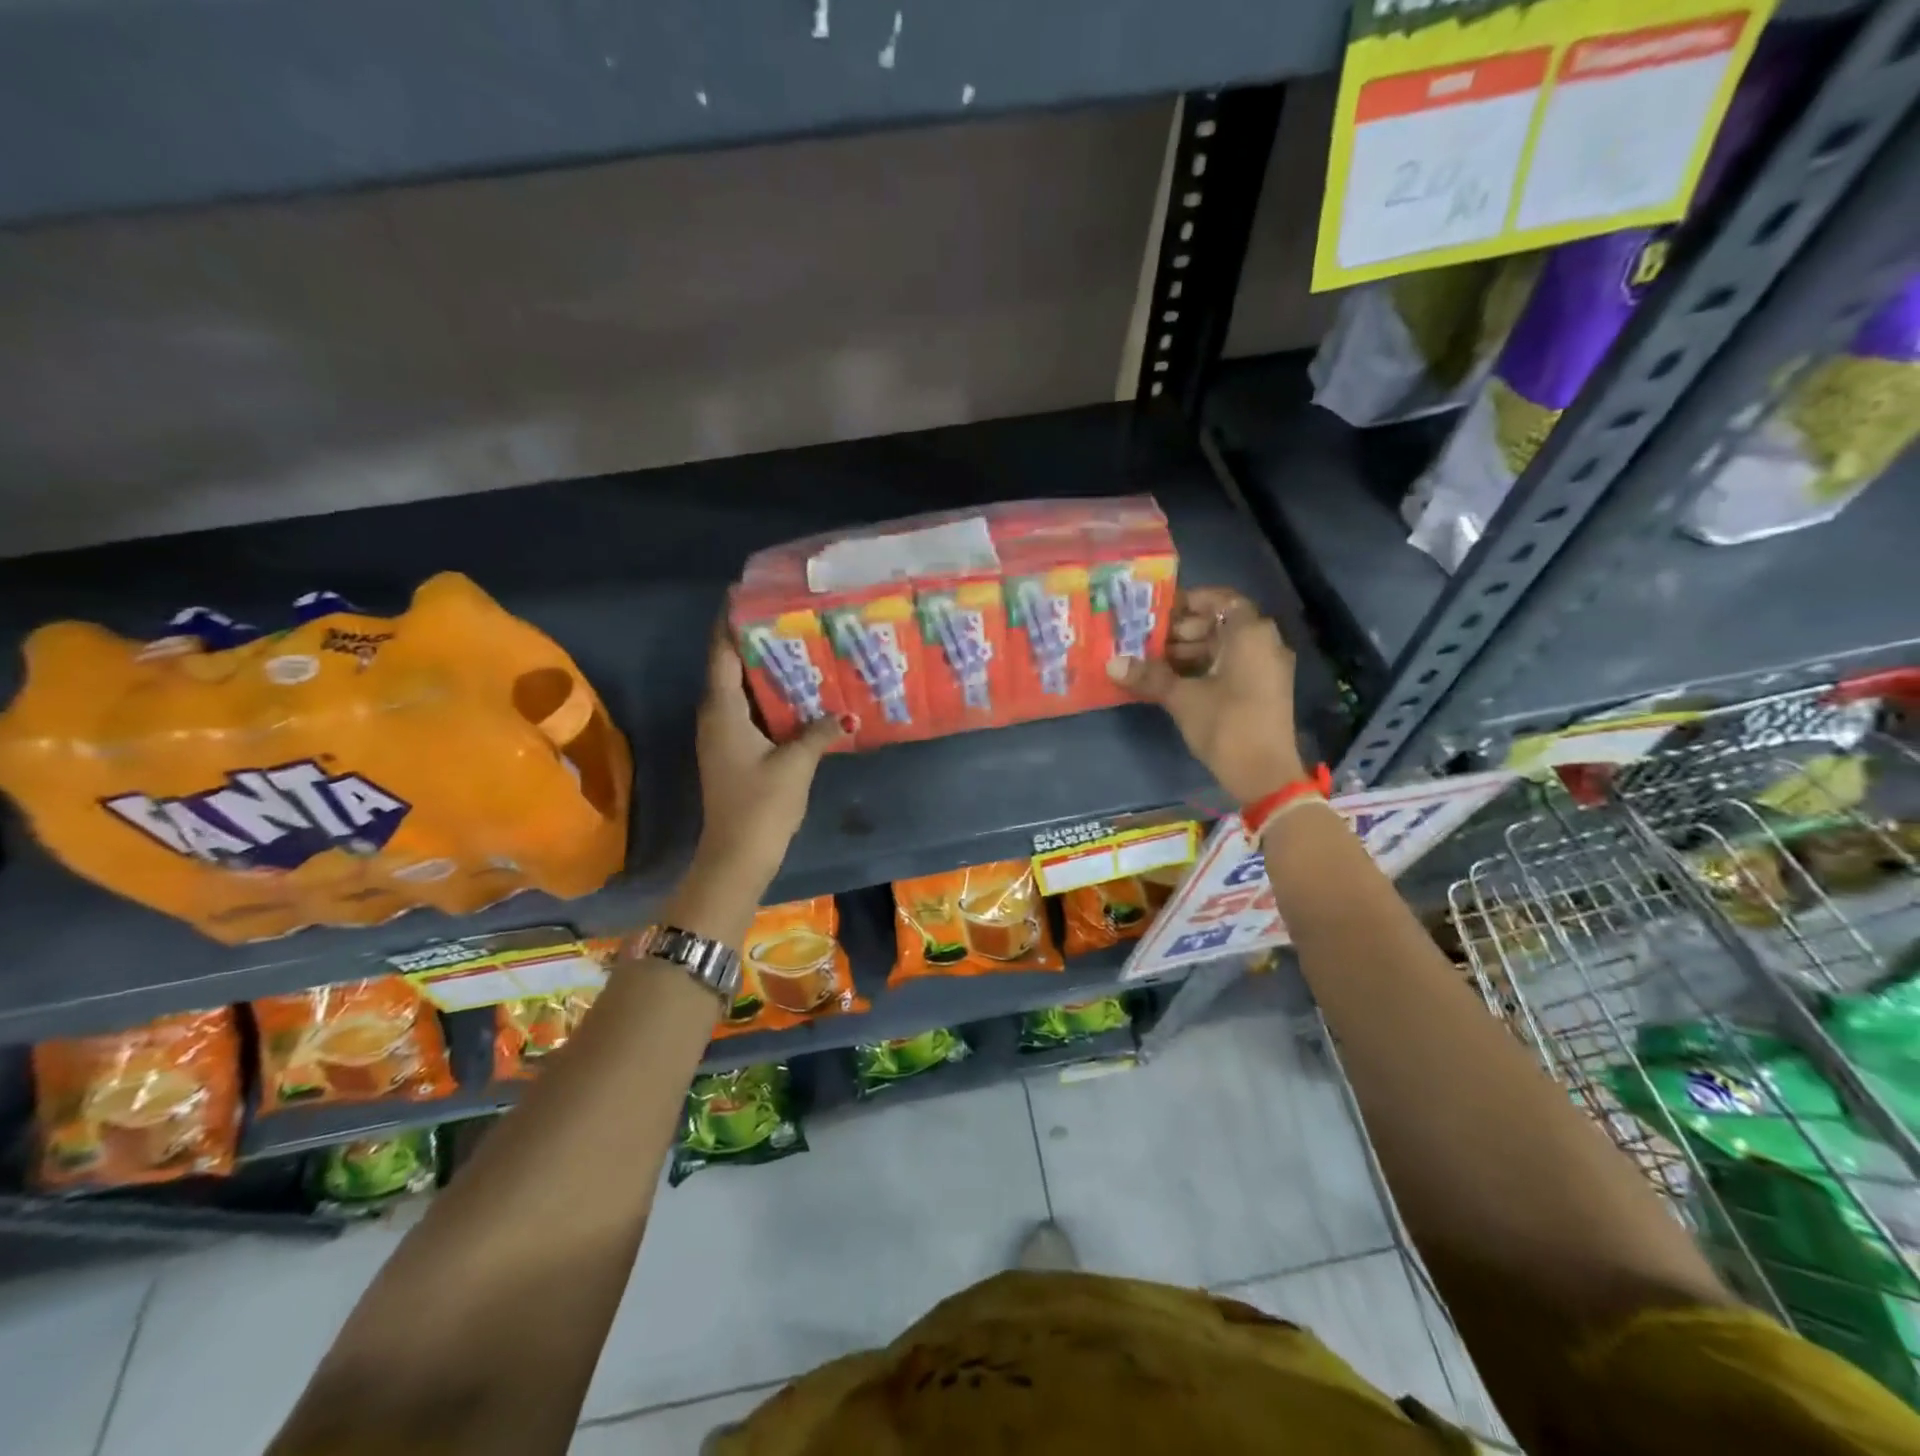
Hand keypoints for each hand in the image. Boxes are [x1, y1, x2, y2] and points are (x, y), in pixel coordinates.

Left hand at [691, 628, 849, 893]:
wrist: (737, 856)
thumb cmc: (761, 804)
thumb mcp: (795, 764)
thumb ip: (818, 732)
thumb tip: (845, 714)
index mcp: (723, 711)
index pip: (721, 653)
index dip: (730, 622)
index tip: (745, 594)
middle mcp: (717, 716)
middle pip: (731, 668)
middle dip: (757, 642)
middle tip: (791, 617)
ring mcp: (723, 736)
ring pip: (743, 691)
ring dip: (767, 671)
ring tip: (801, 647)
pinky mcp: (734, 752)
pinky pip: (751, 712)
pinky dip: (771, 699)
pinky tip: (801, 695)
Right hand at [1106, 587, 1304, 803]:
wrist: (1265, 774)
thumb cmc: (1226, 725)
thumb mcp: (1182, 698)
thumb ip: (1149, 676)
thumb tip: (1112, 664)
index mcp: (1250, 634)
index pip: (1220, 599)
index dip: (1189, 602)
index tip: (1159, 612)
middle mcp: (1265, 643)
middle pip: (1221, 623)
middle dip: (1184, 630)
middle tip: (1149, 640)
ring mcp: (1267, 668)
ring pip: (1226, 647)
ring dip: (1191, 651)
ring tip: (1154, 663)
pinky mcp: (1264, 690)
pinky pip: (1233, 665)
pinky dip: (1205, 667)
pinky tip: (1174, 681)